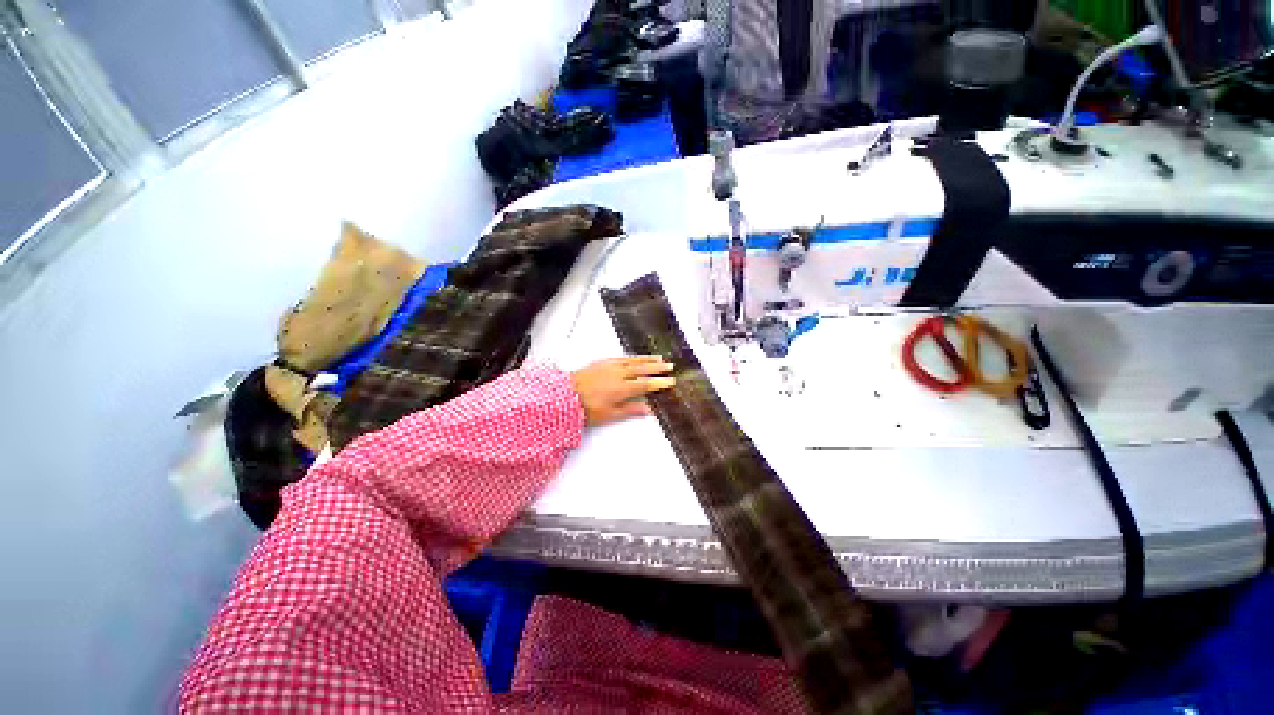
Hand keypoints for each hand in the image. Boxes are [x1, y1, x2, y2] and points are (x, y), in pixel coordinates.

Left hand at [571, 356, 675, 426]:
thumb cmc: (587, 408)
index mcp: (622, 388)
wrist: (565, 395)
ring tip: (659, 358)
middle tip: (670, 366)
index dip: (660, 383)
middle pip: (643, 370)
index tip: (671, 381)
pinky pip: (622, 357)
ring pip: (633, 361)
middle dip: (658, 368)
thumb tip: (648, 409)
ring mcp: (610, 366)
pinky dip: (632, 357)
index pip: (646, 384)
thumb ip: (631, 410)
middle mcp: (619, 374)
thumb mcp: (610, 414)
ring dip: (647, 360)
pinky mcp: (602, 362)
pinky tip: (637, 357)